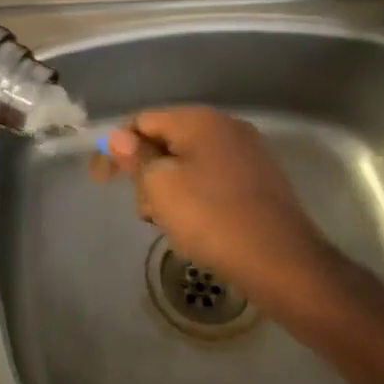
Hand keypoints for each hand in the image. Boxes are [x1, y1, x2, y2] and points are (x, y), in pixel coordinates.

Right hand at [92, 107, 350, 305]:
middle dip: (146, 173)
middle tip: (146, 211)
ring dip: (169, 188)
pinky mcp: (260, 180)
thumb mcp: (160, 186)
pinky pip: (212, 177)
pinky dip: (195, 196)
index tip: (100, 180)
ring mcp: (248, 153)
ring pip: (189, 162)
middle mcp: (226, 127)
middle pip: (166, 140)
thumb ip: (136, 157)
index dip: (116, 148)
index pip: (143, 120)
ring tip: (171, 224)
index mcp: (199, 120)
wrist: (282, 263)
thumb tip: (119, 137)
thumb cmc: (212, 219)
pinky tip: (197, 225)